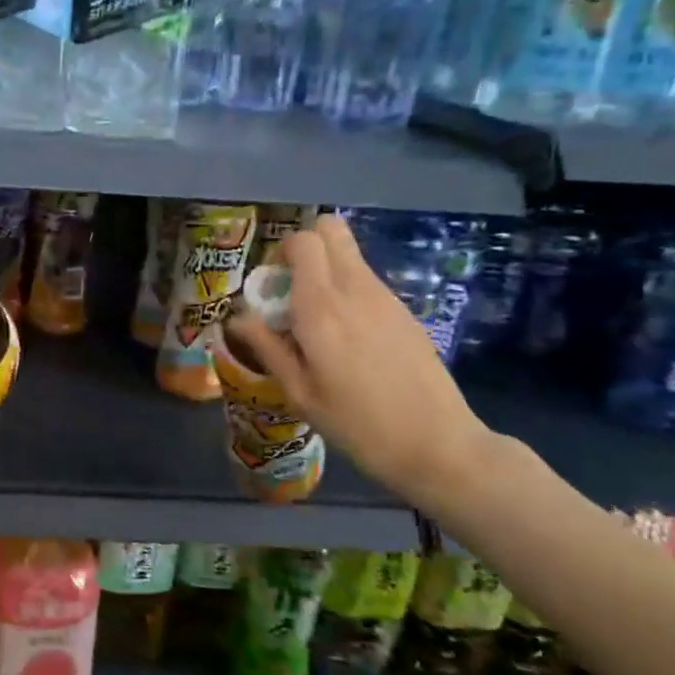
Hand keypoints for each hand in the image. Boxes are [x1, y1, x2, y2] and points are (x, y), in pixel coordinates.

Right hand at [229, 213, 494, 502]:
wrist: (437, 445)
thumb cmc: (357, 424)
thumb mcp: (299, 393)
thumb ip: (267, 347)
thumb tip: (237, 317)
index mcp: (322, 308)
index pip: (302, 241)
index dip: (280, 253)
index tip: (271, 287)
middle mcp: (355, 290)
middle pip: (331, 229)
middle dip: (305, 247)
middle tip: (292, 289)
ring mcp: (386, 298)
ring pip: (350, 255)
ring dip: (326, 271)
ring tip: (318, 322)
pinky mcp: (405, 312)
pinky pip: (367, 281)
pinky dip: (349, 292)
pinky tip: (349, 340)